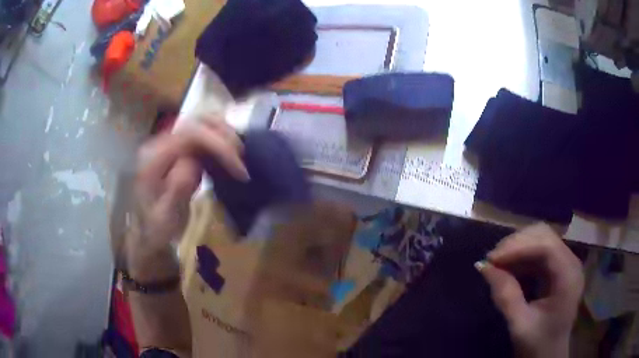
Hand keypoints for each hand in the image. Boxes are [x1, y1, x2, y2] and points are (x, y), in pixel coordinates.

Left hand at [126, 119, 248, 280]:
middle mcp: (160, 143)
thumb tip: (194, 162)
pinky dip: (219, 140)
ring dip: (223, 135)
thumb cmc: (158, 228)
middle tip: (242, 159)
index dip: (218, 146)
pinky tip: (227, 156)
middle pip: (196, 121)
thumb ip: (177, 187)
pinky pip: (201, 134)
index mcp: (154, 157)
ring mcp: (168, 143)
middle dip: (224, 136)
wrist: (148, 231)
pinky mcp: (177, 148)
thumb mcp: (167, 216)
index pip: (191, 135)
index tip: (239, 169)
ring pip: (200, 123)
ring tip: (237, 156)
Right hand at [476, 223, 583, 357]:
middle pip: (544, 236)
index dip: (519, 246)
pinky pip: (539, 252)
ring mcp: (565, 264)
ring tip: (497, 263)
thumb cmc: (538, 344)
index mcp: (568, 277)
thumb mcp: (520, 325)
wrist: (549, 354)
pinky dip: (522, 256)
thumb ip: (505, 296)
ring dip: (518, 247)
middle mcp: (571, 263)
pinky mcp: (558, 269)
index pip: (546, 246)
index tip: (492, 258)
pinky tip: (509, 268)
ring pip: (541, 240)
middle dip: (517, 243)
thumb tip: (483, 267)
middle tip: (492, 259)